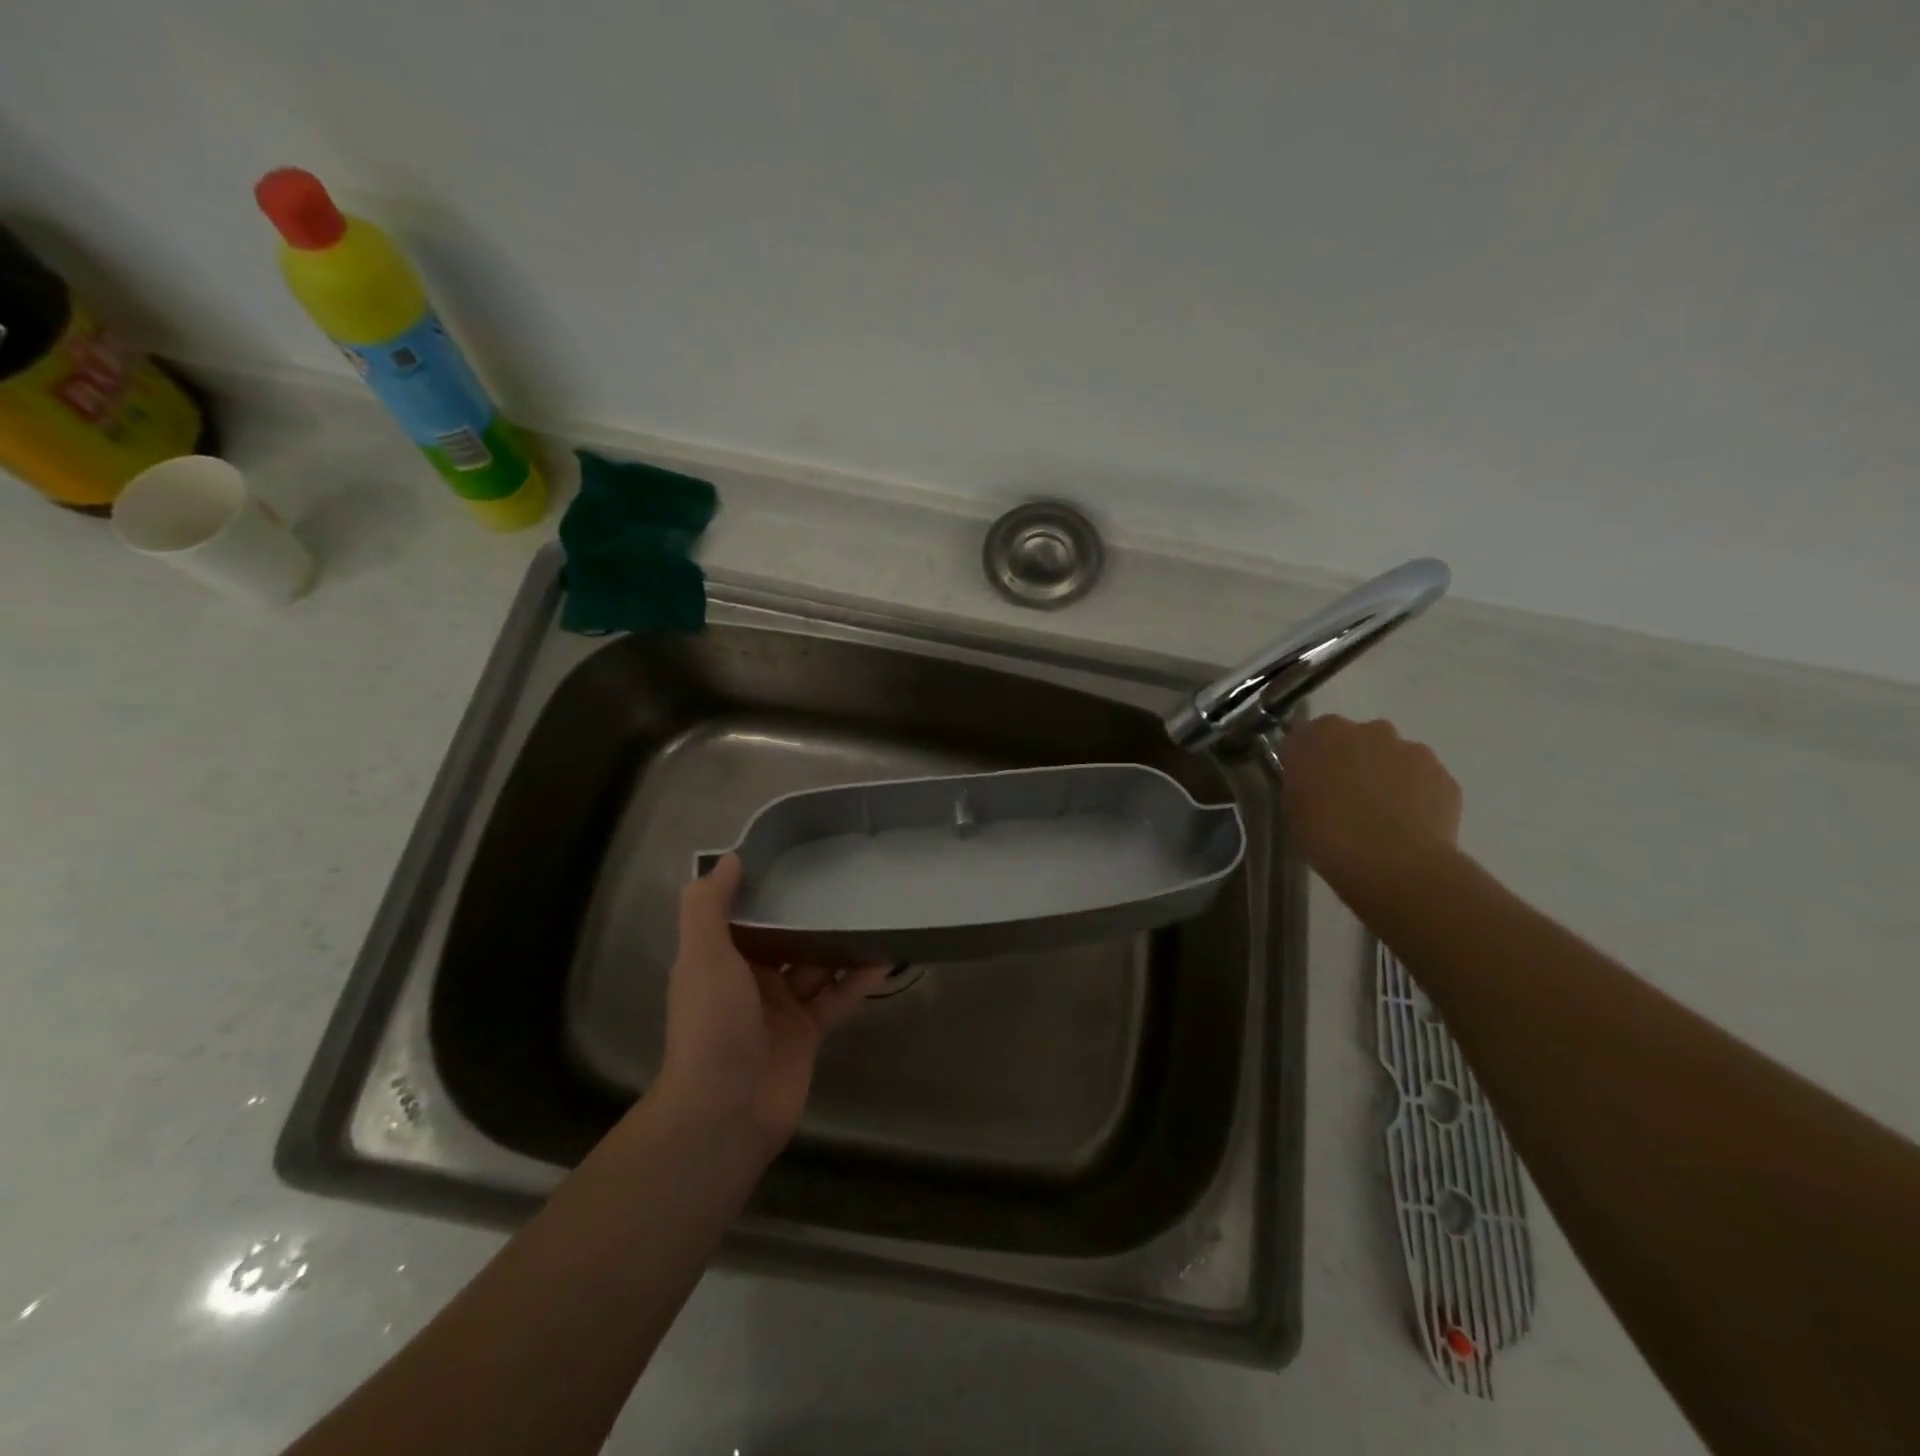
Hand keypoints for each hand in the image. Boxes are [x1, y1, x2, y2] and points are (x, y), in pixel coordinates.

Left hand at [654, 855, 890, 1149]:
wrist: (725, 1110)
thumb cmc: (711, 1023)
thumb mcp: (702, 955)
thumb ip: (708, 905)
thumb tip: (731, 858)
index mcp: (719, 959)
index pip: (745, 915)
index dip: (766, 890)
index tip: (797, 858)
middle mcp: (750, 980)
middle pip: (784, 938)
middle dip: (809, 914)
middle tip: (846, 880)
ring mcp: (781, 1008)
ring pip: (815, 965)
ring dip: (839, 943)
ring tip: (872, 911)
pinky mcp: (809, 1033)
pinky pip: (837, 997)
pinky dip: (858, 979)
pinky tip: (884, 957)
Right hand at [1277, 715, 1461, 891]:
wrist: (1392, 864)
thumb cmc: (1326, 834)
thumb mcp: (1291, 804)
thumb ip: (1300, 778)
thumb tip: (1311, 774)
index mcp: (1323, 733)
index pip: (1308, 734)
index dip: (1307, 758)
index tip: (1306, 782)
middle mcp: (1369, 730)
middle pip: (1355, 740)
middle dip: (1350, 761)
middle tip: (1343, 798)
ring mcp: (1411, 750)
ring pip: (1393, 757)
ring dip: (1384, 776)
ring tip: (1380, 816)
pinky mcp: (1443, 776)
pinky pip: (1422, 780)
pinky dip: (1414, 795)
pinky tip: (1406, 825)